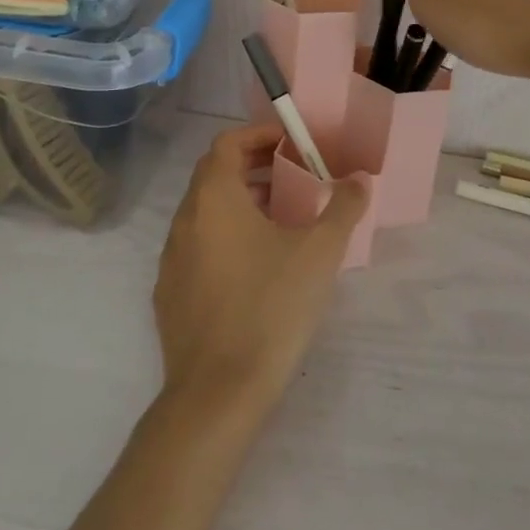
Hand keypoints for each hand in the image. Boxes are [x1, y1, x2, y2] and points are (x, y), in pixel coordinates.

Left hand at [154, 123, 368, 417]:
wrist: (217, 394)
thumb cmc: (270, 308)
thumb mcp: (319, 253)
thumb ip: (342, 208)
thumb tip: (360, 180)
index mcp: (214, 199)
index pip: (227, 143)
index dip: (258, 135)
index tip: (290, 142)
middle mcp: (185, 220)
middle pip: (214, 175)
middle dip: (254, 167)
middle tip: (293, 175)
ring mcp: (172, 259)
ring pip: (206, 212)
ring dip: (241, 203)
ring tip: (282, 218)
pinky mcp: (169, 294)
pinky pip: (198, 246)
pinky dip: (225, 237)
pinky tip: (256, 266)